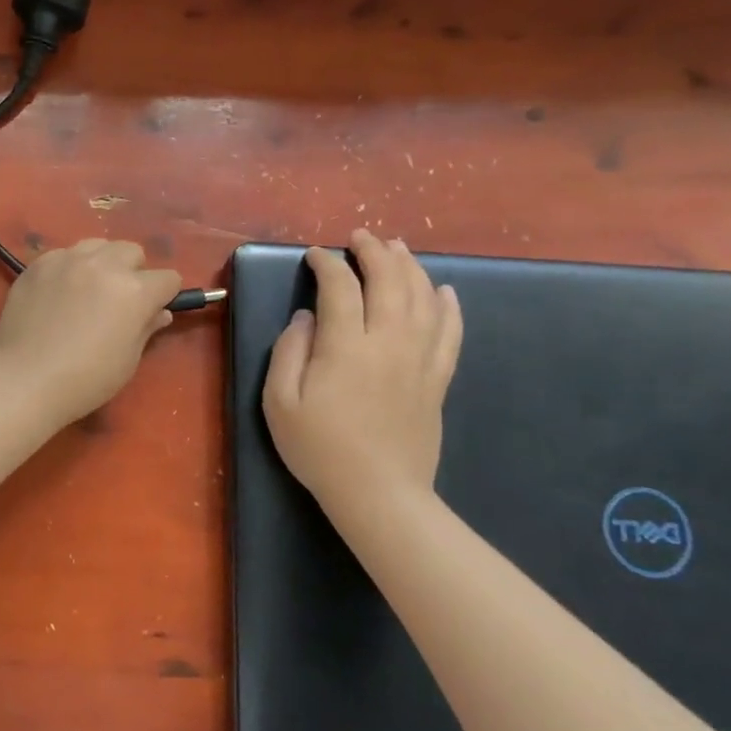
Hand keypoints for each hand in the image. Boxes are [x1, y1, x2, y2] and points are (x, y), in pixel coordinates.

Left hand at [0, 239, 182, 422]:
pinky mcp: (38, 264)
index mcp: (134, 290)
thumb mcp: (128, 360)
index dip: (165, 295)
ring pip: (97, 245)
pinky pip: (63, 254)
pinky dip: (69, 267)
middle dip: (133, 271)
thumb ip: (146, 328)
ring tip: (88, 289)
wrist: (24, 378)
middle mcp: (103, 265)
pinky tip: (58, 293)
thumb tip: (159, 312)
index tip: (153, 310)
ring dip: (101, 262)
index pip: (168, 278)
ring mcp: (67, 260)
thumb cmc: (86, 379)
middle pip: (132, 251)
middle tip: (119, 299)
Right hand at [262, 229, 462, 515]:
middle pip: (389, 282)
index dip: (327, 264)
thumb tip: (306, 317)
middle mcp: (388, 343)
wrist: (379, 493)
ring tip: (397, 248)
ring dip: (410, 267)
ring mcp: (419, 360)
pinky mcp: (437, 379)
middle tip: (360, 237)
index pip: (339, 288)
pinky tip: (444, 290)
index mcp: (345, 347)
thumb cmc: (319, 448)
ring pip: (423, 298)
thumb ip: (288, 352)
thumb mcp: (279, 402)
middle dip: (374, 252)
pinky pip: (451, 332)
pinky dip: (448, 306)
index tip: (314, 255)